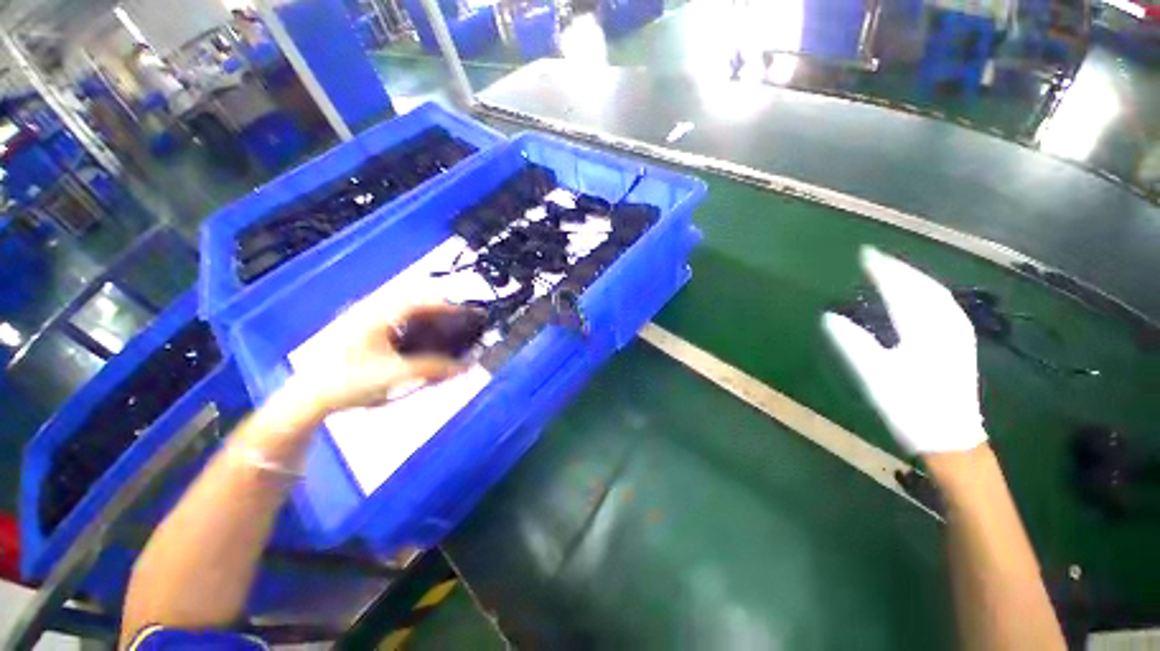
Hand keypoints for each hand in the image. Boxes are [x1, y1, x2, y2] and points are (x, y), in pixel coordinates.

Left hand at [296, 303, 465, 414]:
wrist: (311, 397)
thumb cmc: (350, 380)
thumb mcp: (396, 373)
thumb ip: (432, 368)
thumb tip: (464, 367)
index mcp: (380, 314)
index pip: (422, 300)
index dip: (447, 306)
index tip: (467, 314)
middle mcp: (375, 312)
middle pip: (417, 305)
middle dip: (441, 314)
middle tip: (460, 327)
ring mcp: (369, 324)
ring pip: (408, 316)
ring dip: (429, 323)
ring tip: (447, 336)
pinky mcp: (367, 336)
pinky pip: (400, 327)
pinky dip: (417, 333)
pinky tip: (424, 347)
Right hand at [822, 247, 986, 454]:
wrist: (950, 436)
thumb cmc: (910, 406)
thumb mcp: (875, 376)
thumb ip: (853, 343)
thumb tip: (830, 316)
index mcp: (924, 329)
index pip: (902, 289)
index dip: (882, 270)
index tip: (864, 254)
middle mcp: (945, 323)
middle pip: (923, 285)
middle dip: (899, 268)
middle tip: (875, 258)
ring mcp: (957, 332)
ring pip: (936, 293)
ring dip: (914, 277)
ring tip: (893, 270)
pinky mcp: (960, 342)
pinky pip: (942, 304)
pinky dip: (926, 292)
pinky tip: (918, 295)